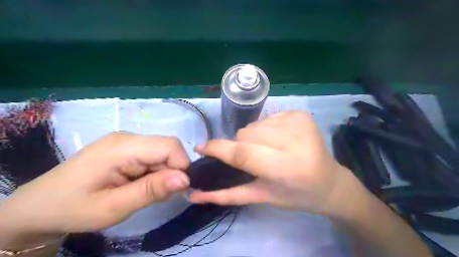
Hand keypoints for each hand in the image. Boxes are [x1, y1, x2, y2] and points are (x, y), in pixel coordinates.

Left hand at [0, 133, 189, 237]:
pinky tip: (140, 185)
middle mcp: (128, 137)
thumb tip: (185, 179)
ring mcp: (127, 141)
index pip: (170, 146)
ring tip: (144, 192)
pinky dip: (154, 172)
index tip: (176, 190)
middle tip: (158, 195)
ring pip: (162, 153)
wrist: (38, 206)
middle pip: (167, 148)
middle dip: (171, 172)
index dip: (181, 166)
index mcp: (123, 147)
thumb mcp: (113, 207)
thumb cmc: (73, 208)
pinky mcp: (126, 148)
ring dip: (162, 173)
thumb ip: (151, 190)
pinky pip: (152, 156)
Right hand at [189, 111, 361, 216]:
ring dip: (253, 138)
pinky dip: (265, 130)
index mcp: (287, 167)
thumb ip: (227, 195)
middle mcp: (294, 139)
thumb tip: (195, 194)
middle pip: (246, 135)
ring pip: (253, 126)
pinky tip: (279, 140)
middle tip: (253, 159)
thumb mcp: (262, 197)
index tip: (201, 148)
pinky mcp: (300, 113)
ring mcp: (299, 122)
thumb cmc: (296, 195)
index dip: (218, 149)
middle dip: (241, 147)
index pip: (243, 153)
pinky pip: (266, 118)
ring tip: (268, 150)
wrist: (329, 182)